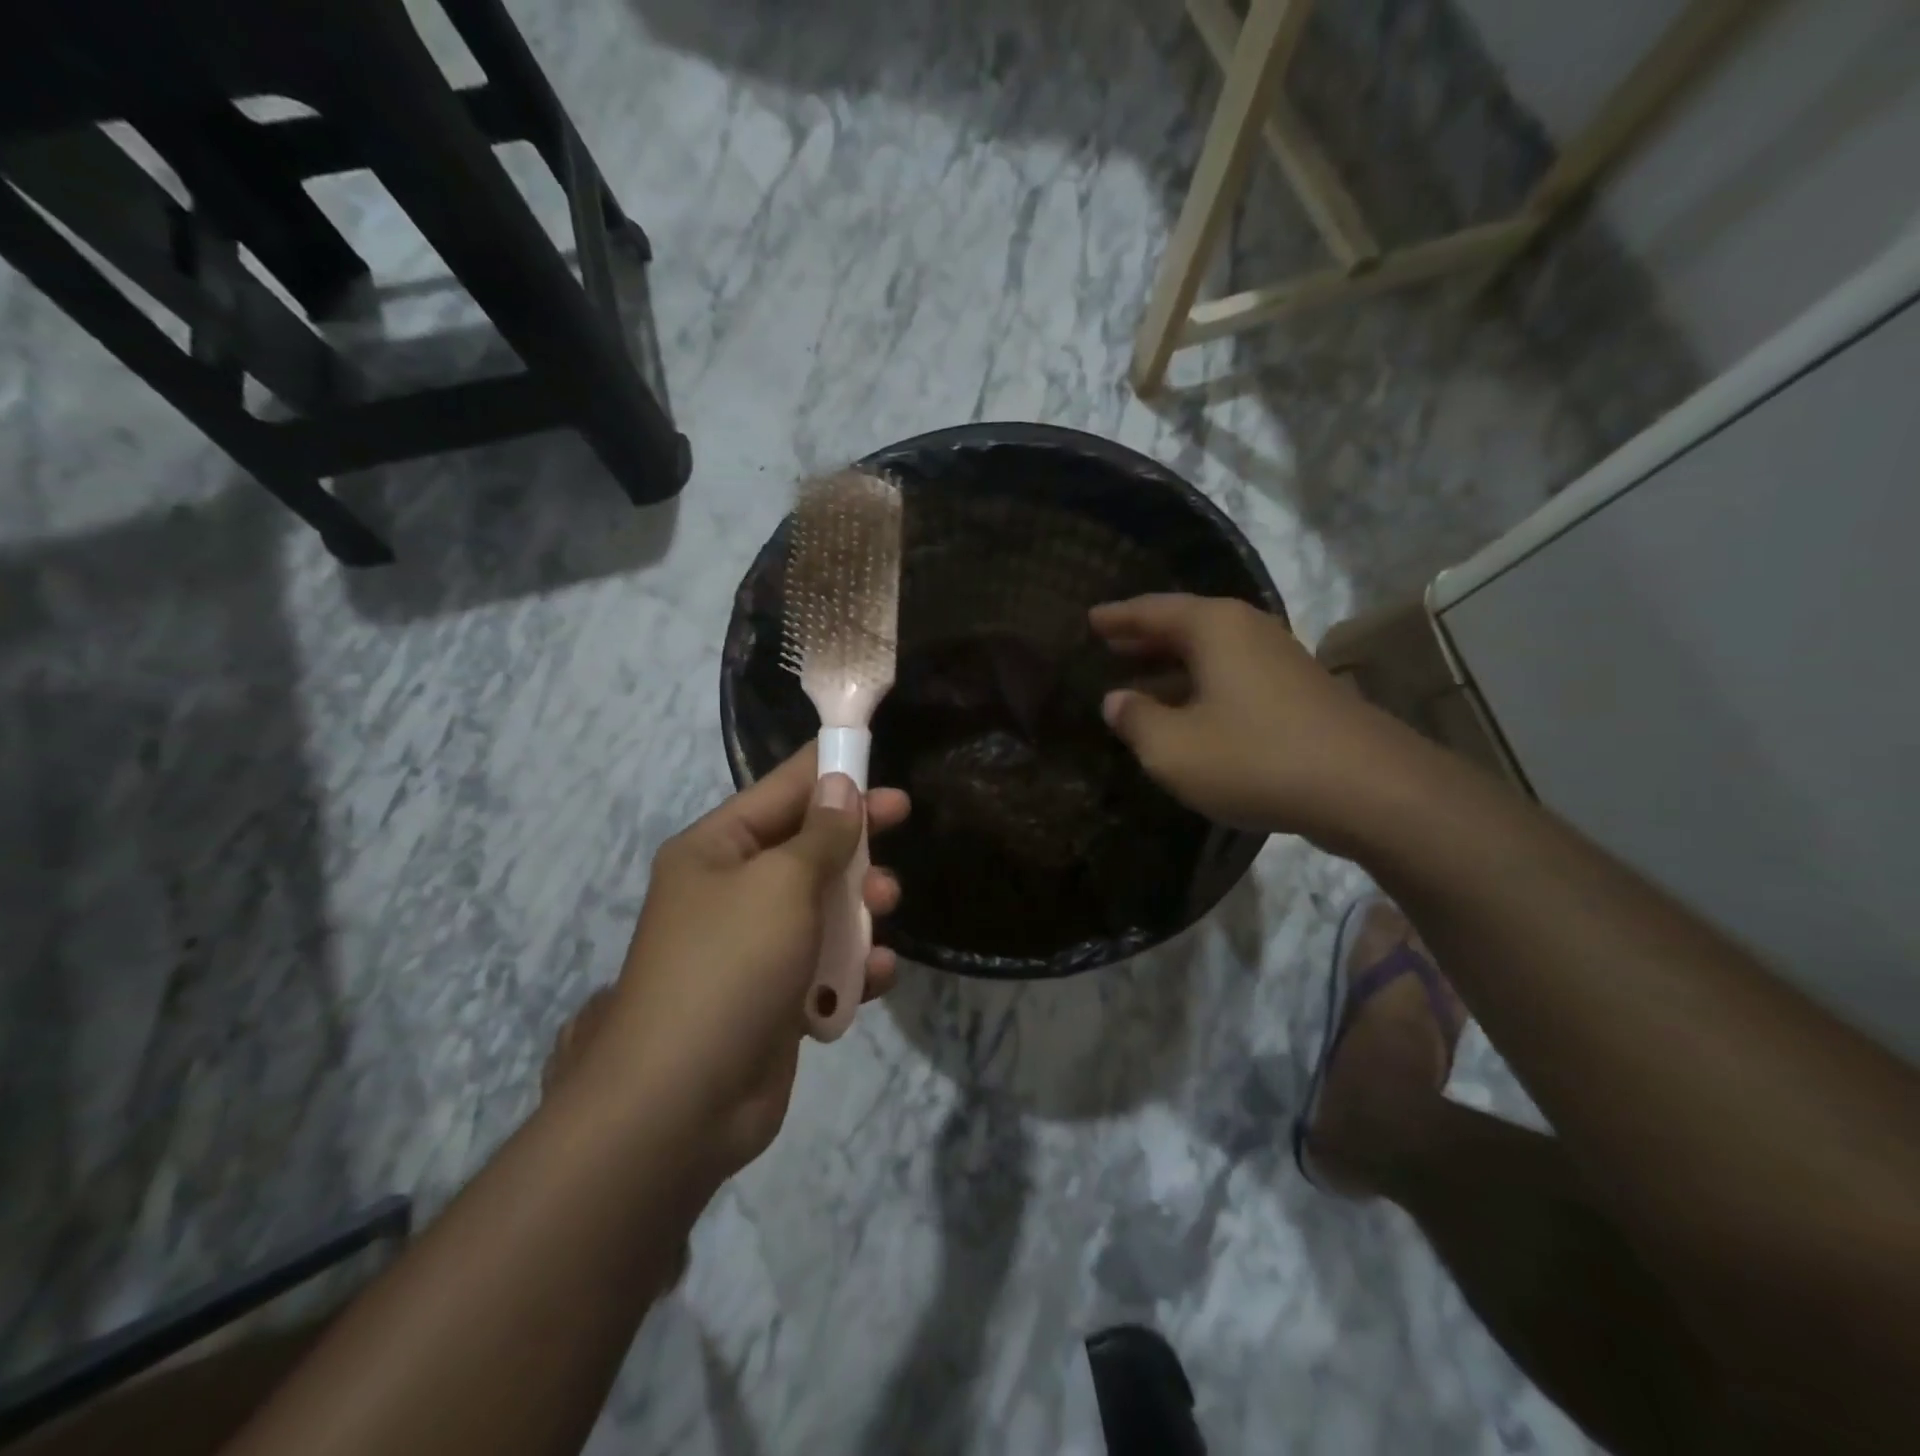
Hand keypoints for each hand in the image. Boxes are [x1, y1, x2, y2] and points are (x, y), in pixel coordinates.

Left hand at [582, 746, 908, 1180]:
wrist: (682, 1101)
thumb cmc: (730, 965)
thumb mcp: (781, 883)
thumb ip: (820, 834)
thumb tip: (840, 785)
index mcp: (716, 851)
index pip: (778, 791)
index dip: (826, 770)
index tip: (872, 754)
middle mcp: (730, 893)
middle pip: (805, 847)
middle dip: (853, 837)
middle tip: (901, 815)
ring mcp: (752, 949)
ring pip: (820, 907)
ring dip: (859, 905)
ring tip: (887, 906)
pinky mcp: (773, 1001)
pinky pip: (823, 967)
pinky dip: (852, 968)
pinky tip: (879, 974)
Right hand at [1091, 593, 1417, 845]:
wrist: (1367, 787)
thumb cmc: (1254, 757)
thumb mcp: (1173, 748)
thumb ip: (1135, 721)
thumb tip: (1116, 701)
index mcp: (1213, 627)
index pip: (1151, 610)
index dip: (1117, 617)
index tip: (1089, 619)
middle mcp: (1247, 630)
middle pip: (1184, 626)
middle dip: (1144, 639)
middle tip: (1108, 646)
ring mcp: (1279, 659)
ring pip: (1211, 654)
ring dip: (1172, 668)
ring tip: (1137, 682)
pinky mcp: (1298, 691)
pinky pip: (1233, 677)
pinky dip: (1201, 688)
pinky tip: (1188, 715)